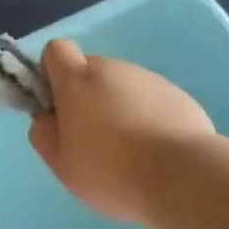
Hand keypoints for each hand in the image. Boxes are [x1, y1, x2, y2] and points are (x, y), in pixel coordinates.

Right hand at [28, 40, 215, 228]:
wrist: (184, 178)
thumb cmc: (111, 170)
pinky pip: (153, 101)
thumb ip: (44, 135)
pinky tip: (158, 153)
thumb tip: (46, 119)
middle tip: (95, 137)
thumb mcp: (62, 164)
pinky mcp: (180, 96)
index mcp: (77, 79)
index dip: (52, 72)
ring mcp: (149, 79)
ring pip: (123, 86)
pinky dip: (150, 118)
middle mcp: (112, 69)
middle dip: (88, 96)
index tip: (58, 104)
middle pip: (91, 70)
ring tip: (132, 151)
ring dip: (120, 107)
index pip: (56, 50)